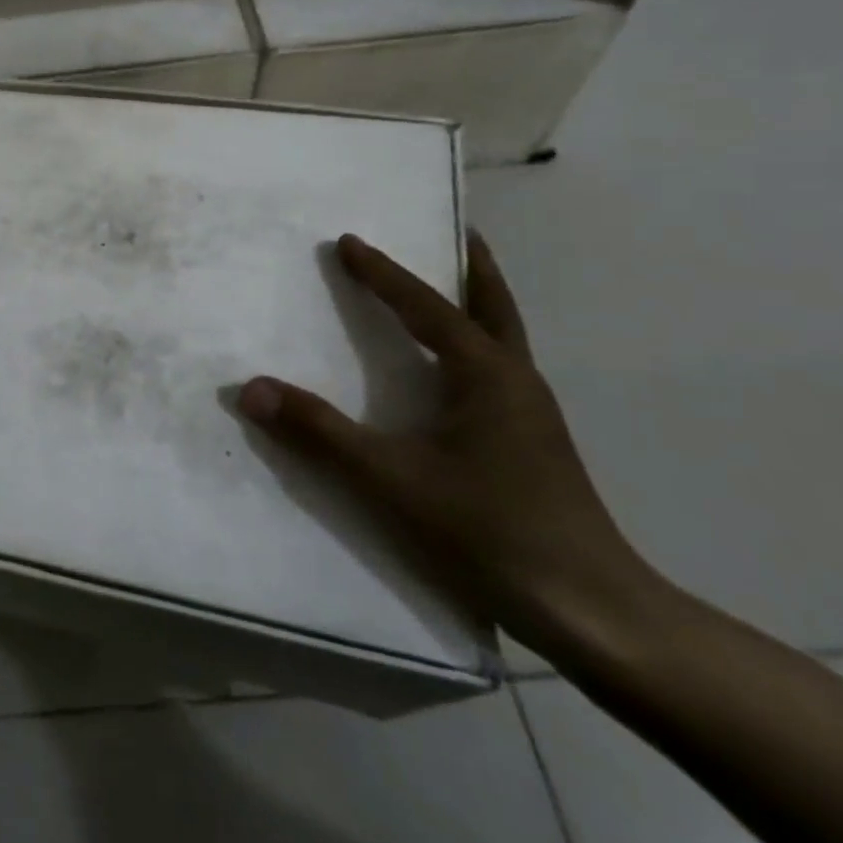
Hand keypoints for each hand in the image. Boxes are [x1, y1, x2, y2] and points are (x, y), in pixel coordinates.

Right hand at [238, 232, 658, 656]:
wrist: (591, 612)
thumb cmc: (488, 531)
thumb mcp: (390, 480)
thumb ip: (318, 432)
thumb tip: (252, 389)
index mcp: (485, 373)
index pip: (425, 305)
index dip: (383, 272)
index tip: (349, 240)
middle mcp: (515, 380)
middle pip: (492, 305)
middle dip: (470, 266)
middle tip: (454, 229)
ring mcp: (531, 413)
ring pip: (501, 337)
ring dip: (474, 303)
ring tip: (449, 286)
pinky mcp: (532, 443)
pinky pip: (498, 370)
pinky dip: (474, 344)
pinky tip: (452, 371)